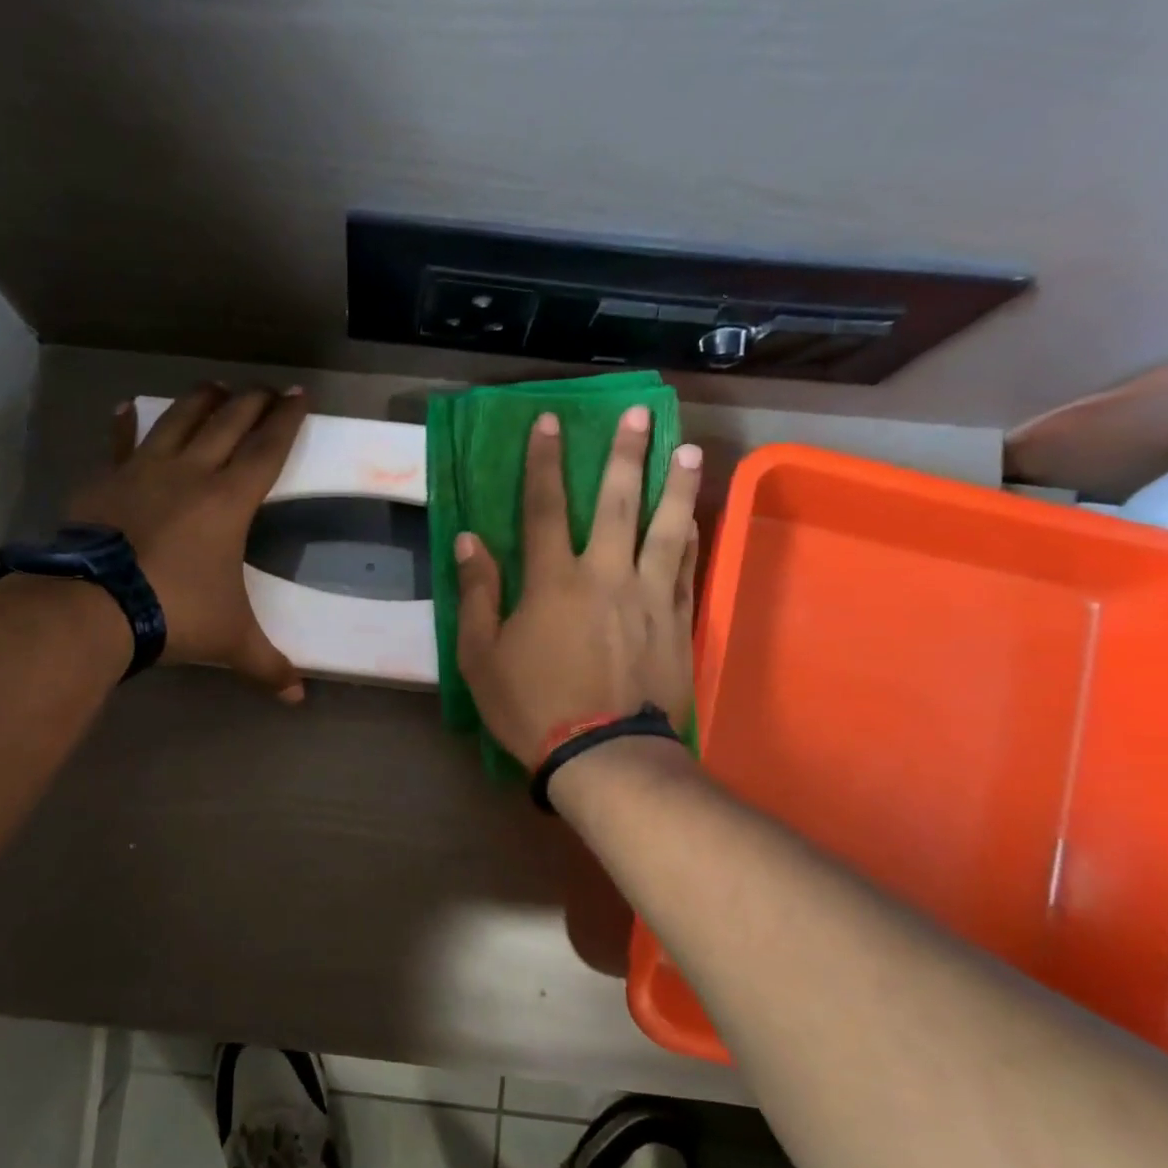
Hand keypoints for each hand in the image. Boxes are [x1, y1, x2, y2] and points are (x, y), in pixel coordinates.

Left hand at [67, 383, 310, 699]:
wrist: (95, 606)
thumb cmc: (175, 614)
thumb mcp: (229, 640)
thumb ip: (267, 665)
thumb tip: (298, 697)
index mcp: (228, 500)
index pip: (267, 449)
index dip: (287, 421)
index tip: (300, 395)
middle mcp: (190, 473)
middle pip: (228, 422)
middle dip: (253, 402)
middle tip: (268, 390)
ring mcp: (143, 471)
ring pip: (179, 419)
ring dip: (201, 400)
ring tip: (216, 387)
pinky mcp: (106, 480)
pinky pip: (121, 442)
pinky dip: (127, 424)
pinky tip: (127, 409)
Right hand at [454, 407, 702, 764]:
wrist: (604, 755)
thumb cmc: (532, 706)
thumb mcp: (481, 656)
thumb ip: (476, 594)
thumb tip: (470, 541)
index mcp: (553, 581)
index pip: (545, 507)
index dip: (543, 462)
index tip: (549, 421)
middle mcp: (606, 575)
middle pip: (617, 503)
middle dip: (624, 454)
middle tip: (636, 412)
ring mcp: (649, 597)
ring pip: (666, 528)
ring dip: (675, 486)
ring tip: (688, 450)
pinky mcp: (678, 623)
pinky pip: (688, 569)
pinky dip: (692, 538)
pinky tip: (697, 517)